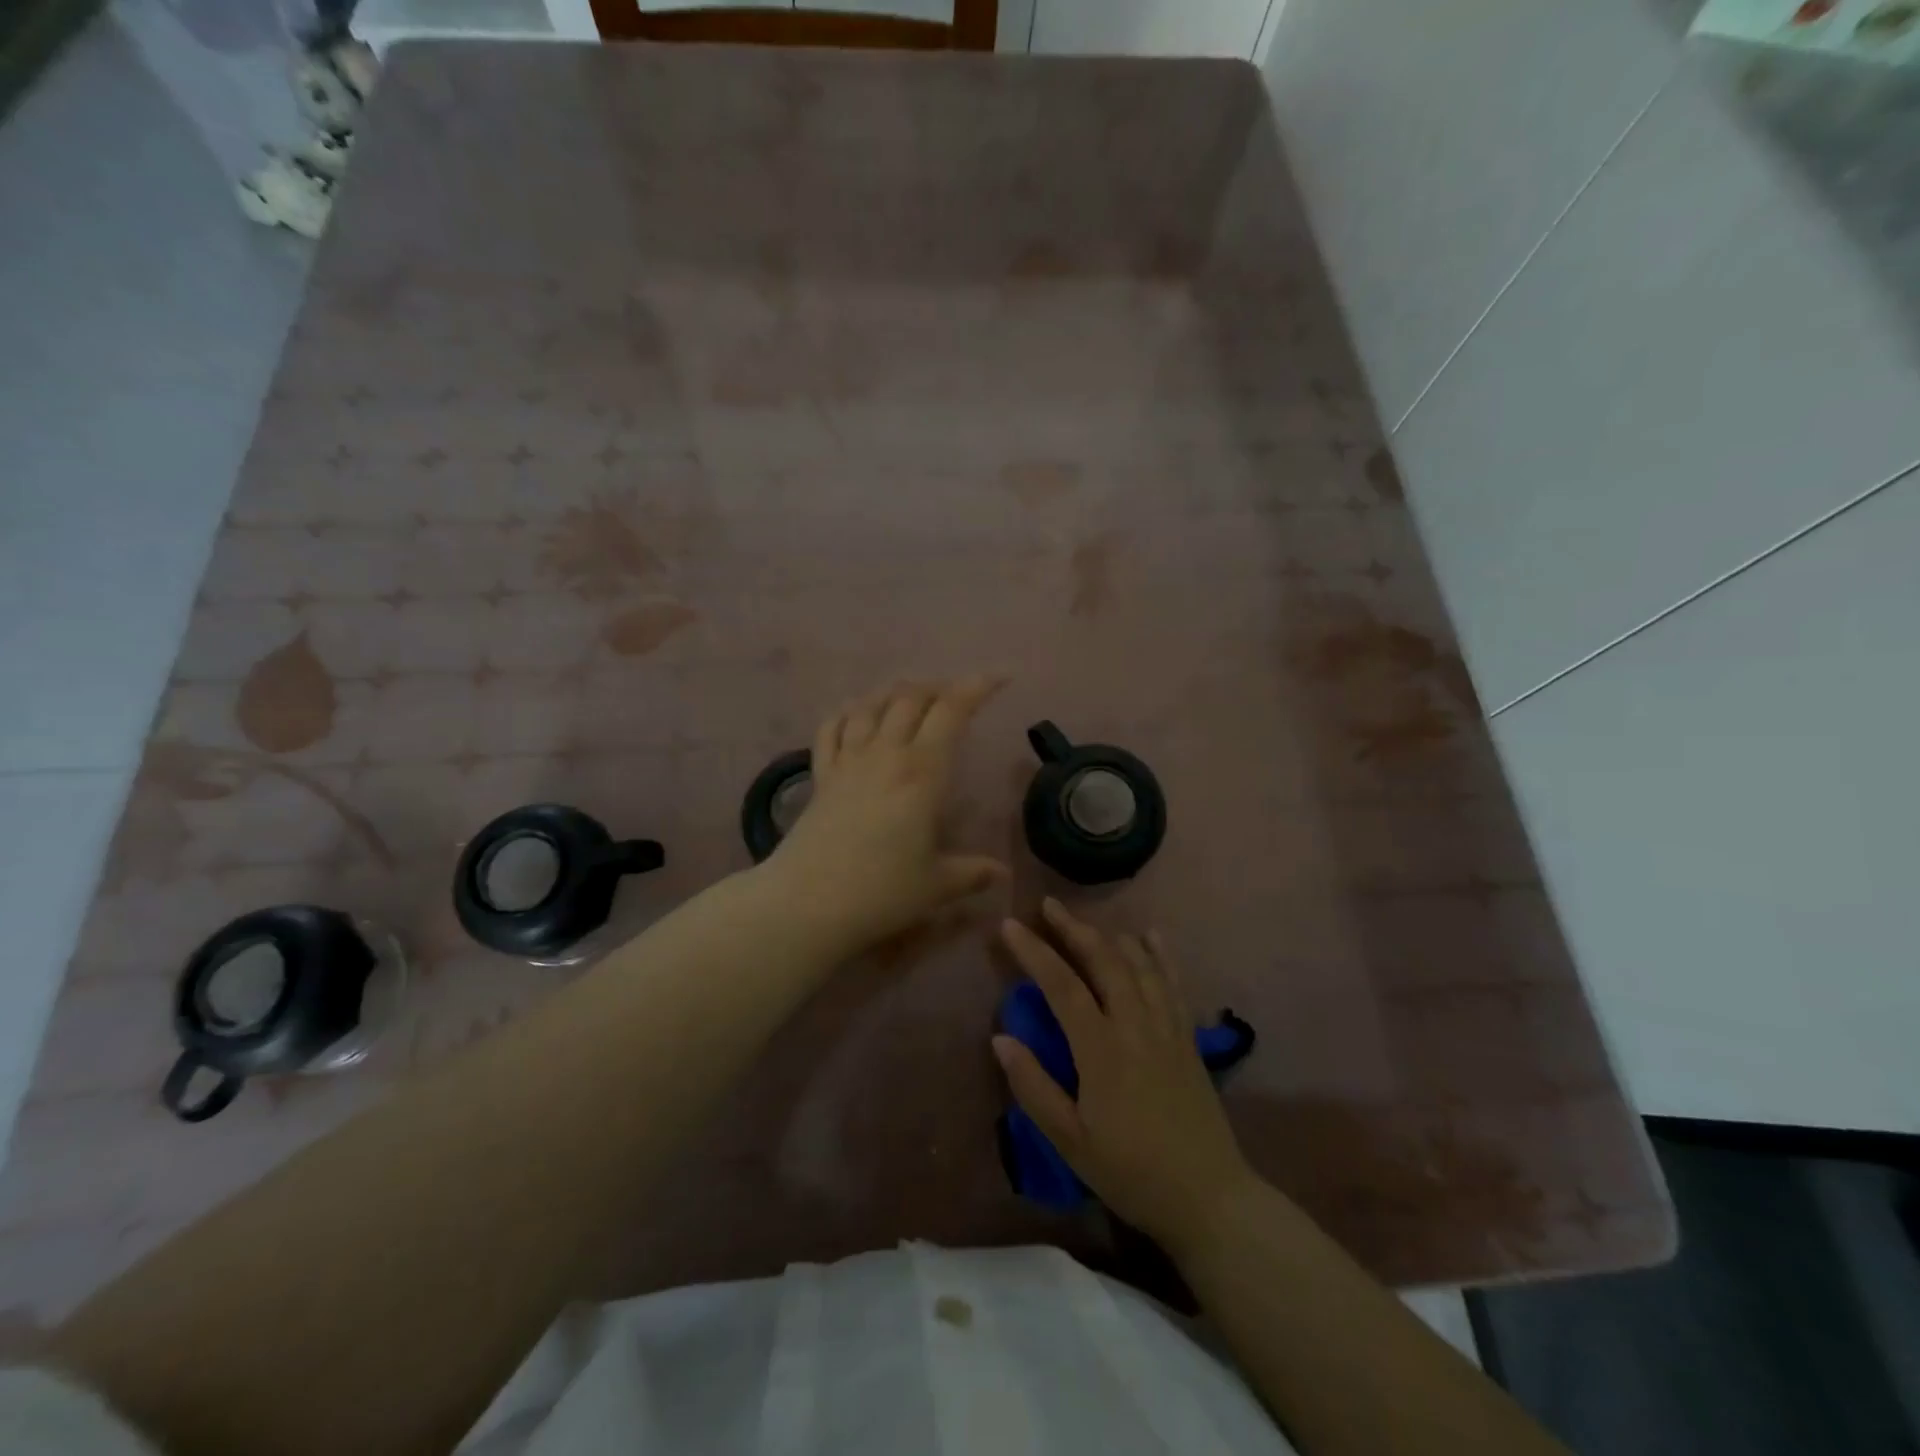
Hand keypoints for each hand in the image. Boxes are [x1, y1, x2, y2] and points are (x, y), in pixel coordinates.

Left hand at [765, 677, 1009, 953]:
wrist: (806, 903)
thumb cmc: (880, 892)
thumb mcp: (937, 886)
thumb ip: (972, 873)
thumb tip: (1002, 874)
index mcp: (922, 773)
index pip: (952, 711)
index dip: (977, 687)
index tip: (999, 677)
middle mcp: (885, 754)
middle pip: (911, 698)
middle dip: (938, 687)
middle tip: (956, 695)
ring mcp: (848, 761)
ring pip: (871, 705)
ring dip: (895, 692)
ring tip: (911, 695)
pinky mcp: (821, 775)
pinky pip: (832, 728)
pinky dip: (848, 712)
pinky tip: (855, 712)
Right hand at [994, 899, 1255, 1253]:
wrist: (1208, 1198)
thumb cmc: (1130, 1172)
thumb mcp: (1071, 1141)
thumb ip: (1034, 1087)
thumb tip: (1001, 1037)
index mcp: (1102, 1050)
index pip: (1062, 986)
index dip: (1034, 952)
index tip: (1009, 925)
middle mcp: (1136, 1026)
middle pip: (1104, 961)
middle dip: (1073, 928)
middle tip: (1048, 905)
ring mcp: (1168, 1028)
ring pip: (1138, 964)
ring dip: (1109, 935)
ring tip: (1085, 922)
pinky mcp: (1189, 1037)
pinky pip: (1174, 983)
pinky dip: (1161, 955)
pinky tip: (1152, 935)